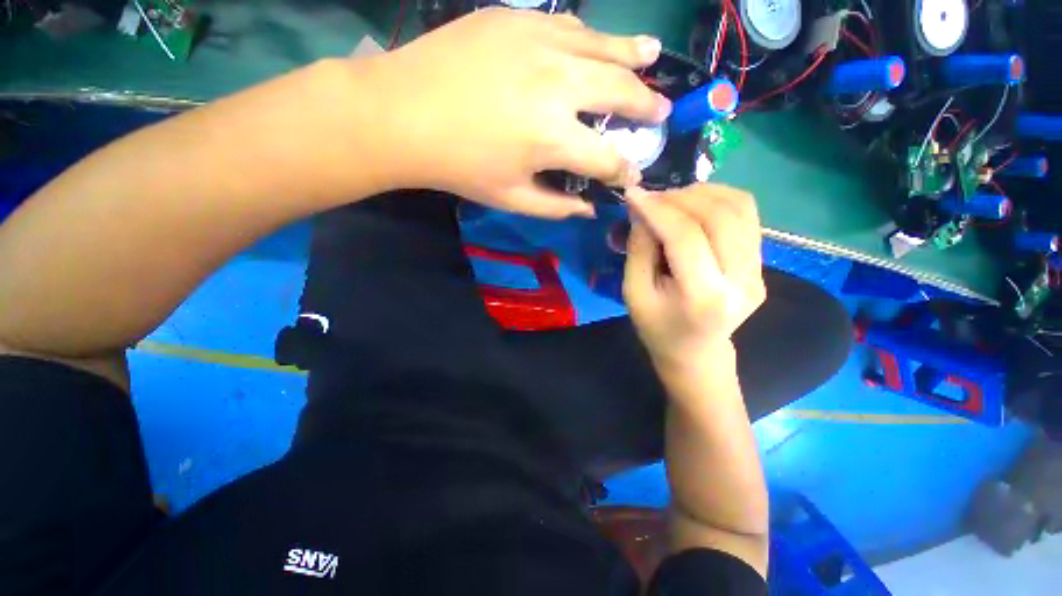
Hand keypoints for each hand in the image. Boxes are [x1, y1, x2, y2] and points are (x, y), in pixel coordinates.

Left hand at [372, 9, 670, 218]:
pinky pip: (570, 26)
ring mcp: (539, 43)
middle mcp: (558, 85)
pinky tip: (601, 42)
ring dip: (633, 57)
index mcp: (553, 138)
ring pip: (604, 47)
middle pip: (620, 93)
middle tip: (660, 111)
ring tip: (652, 57)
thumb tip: (589, 210)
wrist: (404, 114)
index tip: (632, 175)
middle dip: (646, 107)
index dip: (624, 170)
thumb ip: (555, 207)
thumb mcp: (510, 198)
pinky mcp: (517, 19)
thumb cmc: (459, 166)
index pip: (608, 158)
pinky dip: (592, 38)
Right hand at [623, 185, 765, 373]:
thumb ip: (638, 249)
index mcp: (704, 297)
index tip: (634, 195)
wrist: (695, 352)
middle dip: (680, 198)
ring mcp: (758, 272)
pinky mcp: (762, 265)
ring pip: (740, 208)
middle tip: (652, 198)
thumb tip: (643, 208)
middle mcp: (741, 281)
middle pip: (720, 216)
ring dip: (702, 193)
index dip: (658, 210)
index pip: (686, 237)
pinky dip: (718, 200)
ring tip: (672, 199)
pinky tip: (694, 206)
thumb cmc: (657, 327)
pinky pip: (747, 216)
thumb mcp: (634, 292)